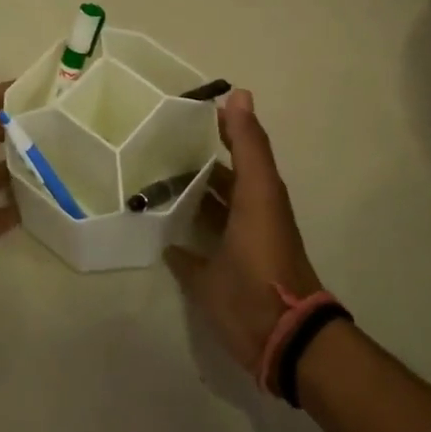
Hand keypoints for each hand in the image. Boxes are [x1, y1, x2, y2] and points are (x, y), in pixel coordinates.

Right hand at [164, 90, 322, 380]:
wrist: (280, 337)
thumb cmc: (264, 264)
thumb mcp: (257, 197)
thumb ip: (247, 149)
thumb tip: (239, 94)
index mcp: (256, 194)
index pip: (237, 145)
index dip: (218, 124)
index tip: (185, 106)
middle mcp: (247, 213)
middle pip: (221, 176)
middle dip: (193, 157)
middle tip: (155, 141)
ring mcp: (235, 242)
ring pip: (210, 206)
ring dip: (187, 190)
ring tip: (150, 174)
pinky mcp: (223, 268)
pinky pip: (200, 237)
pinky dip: (182, 226)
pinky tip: (156, 223)